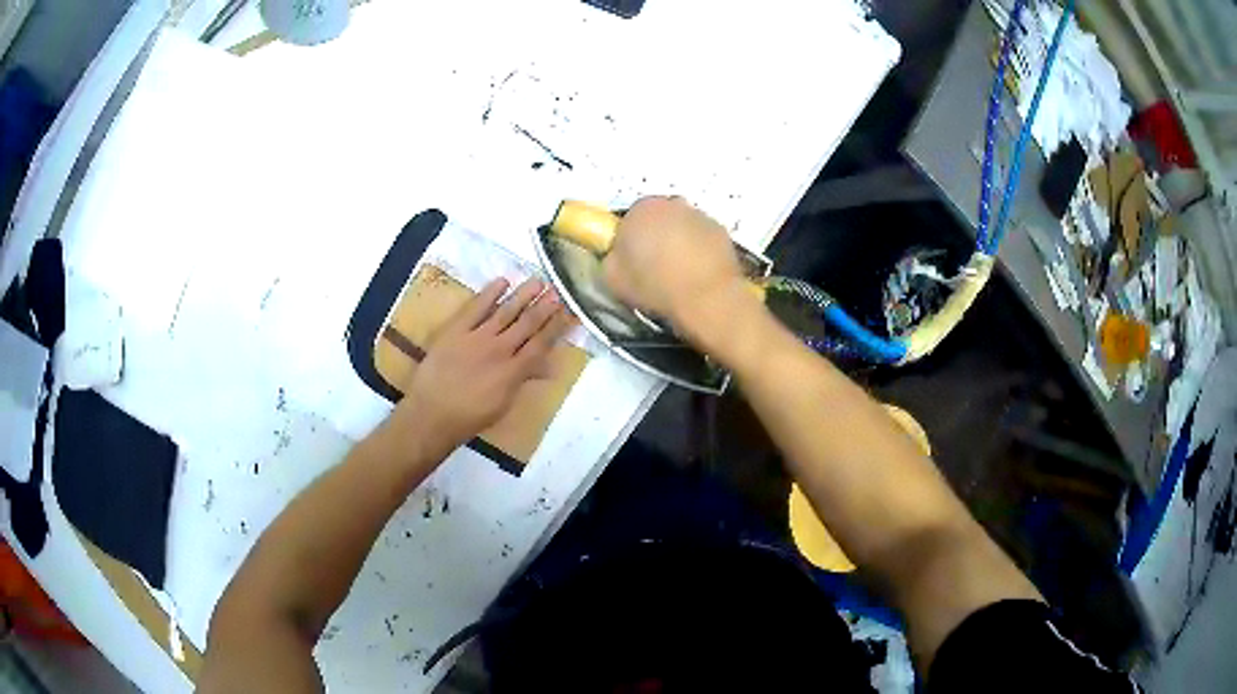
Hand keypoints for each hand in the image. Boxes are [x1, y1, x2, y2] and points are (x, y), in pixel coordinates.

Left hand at [395, 278, 574, 459]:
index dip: (556, 327)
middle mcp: (500, 349)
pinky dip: (490, 293)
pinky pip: (476, 308)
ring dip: (523, 296)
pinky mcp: (456, 330)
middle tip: (558, 291)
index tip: (569, 312)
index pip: (541, 344)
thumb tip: (549, 369)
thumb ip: (524, 381)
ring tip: (538, 281)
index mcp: (513, 371)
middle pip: (527, 324)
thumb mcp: (503, 405)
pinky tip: (502, 282)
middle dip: (544, 307)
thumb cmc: (469, 417)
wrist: (432, 414)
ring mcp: (477, 337)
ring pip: (506, 311)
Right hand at [602, 196, 751, 342]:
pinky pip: (703, 238)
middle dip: (656, 235)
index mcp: (640, 209)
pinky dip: (700, 250)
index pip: (629, 217)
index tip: (632, 260)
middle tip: (655, 265)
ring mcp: (700, 215)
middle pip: (659, 217)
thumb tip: (619, 256)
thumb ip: (612, 259)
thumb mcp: (613, 278)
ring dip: (679, 241)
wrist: (707, 299)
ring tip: (679, 272)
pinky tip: (699, 273)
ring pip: (683, 225)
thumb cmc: (655, 286)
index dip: (630, 238)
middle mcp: (671, 203)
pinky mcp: (721, 231)